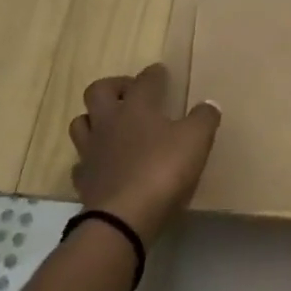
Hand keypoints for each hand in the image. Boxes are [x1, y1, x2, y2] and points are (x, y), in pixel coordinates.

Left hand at [69, 63, 220, 243]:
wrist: (123, 218)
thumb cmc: (162, 170)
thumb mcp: (196, 140)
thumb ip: (204, 119)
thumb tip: (209, 105)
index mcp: (137, 108)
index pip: (144, 80)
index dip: (154, 74)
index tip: (161, 72)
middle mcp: (109, 122)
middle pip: (98, 91)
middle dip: (114, 86)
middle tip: (131, 93)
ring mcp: (91, 151)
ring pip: (82, 123)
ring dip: (95, 119)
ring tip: (112, 125)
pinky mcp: (83, 180)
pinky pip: (82, 161)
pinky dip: (92, 158)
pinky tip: (104, 164)